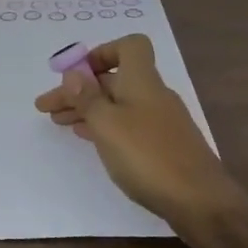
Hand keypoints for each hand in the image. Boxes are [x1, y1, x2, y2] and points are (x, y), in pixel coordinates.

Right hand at [33, 35, 241, 228]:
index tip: (76, 75)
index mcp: (142, 81)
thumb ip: (87, 98)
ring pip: (119, 104)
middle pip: (115, 80)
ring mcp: (161, 121)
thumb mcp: (107, 124)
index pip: (129, 46)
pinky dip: (105, 126)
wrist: (199, 201)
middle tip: (47, 107)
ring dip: (88, 109)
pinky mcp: (164, 146)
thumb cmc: (147, 156)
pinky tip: (90, 139)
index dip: (102, 53)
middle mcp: (154, 95)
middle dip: (80, 90)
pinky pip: (128, 124)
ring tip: (59, 123)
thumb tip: (72, 73)